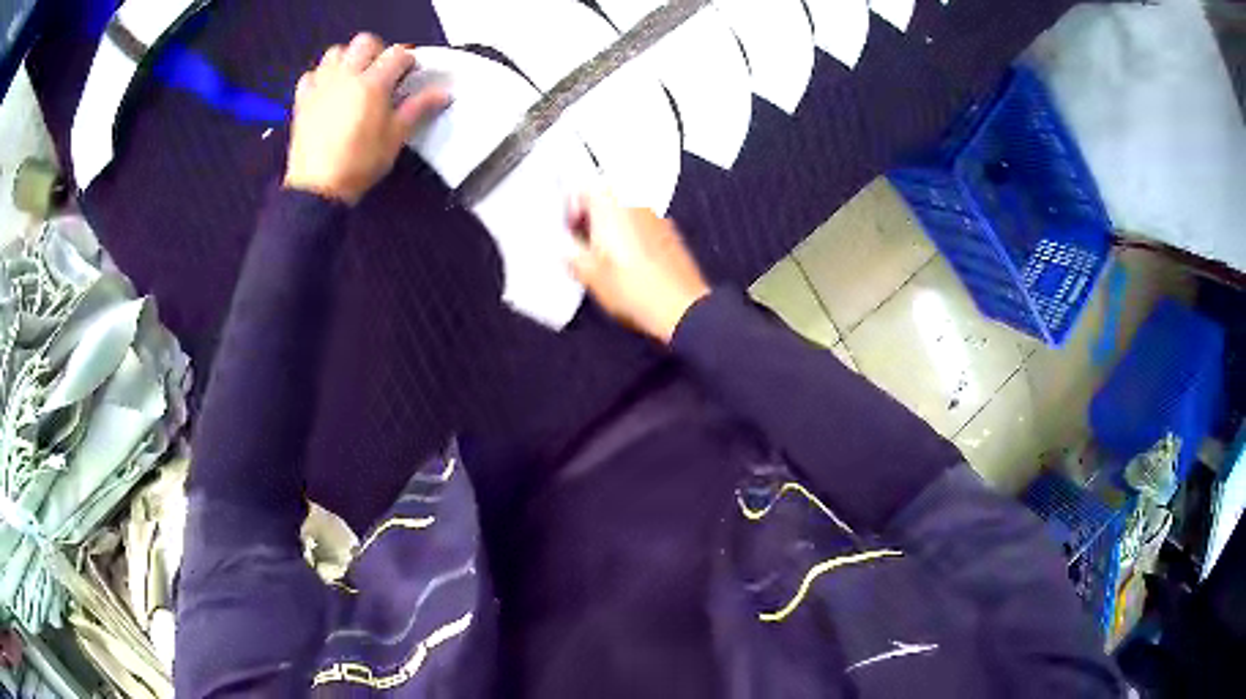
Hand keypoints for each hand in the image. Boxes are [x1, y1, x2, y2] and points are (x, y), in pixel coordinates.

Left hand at [285, 33, 448, 204]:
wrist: (317, 188)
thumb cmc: (360, 163)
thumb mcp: (395, 137)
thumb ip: (418, 109)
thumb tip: (445, 93)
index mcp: (373, 83)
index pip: (398, 54)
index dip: (407, 62)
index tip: (408, 76)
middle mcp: (346, 76)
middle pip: (364, 42)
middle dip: (376, 52)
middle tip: (380, 73)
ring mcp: (321, 85)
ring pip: (335, 52)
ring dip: (346, 59)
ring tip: (352, 79)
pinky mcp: (302, 100)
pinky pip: (311, 75)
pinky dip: (320, 78)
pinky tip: (326, 92)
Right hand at [569, 191, 709, 343]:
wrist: (682, 307)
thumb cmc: (634, 288)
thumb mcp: (589, 275)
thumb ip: (571, 254)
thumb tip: (566, 248)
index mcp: (610, 202)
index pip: (581, 188)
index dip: (570, 208)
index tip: (568, 231)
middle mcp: (634, 201)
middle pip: (604, 198)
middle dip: (590, 219)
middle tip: (582, 247)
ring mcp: (655, 215)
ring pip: (622, 213)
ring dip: (610, 229)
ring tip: (605, 261)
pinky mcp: (669, 233)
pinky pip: (641, 226)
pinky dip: (631, 238)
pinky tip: (628, 266)